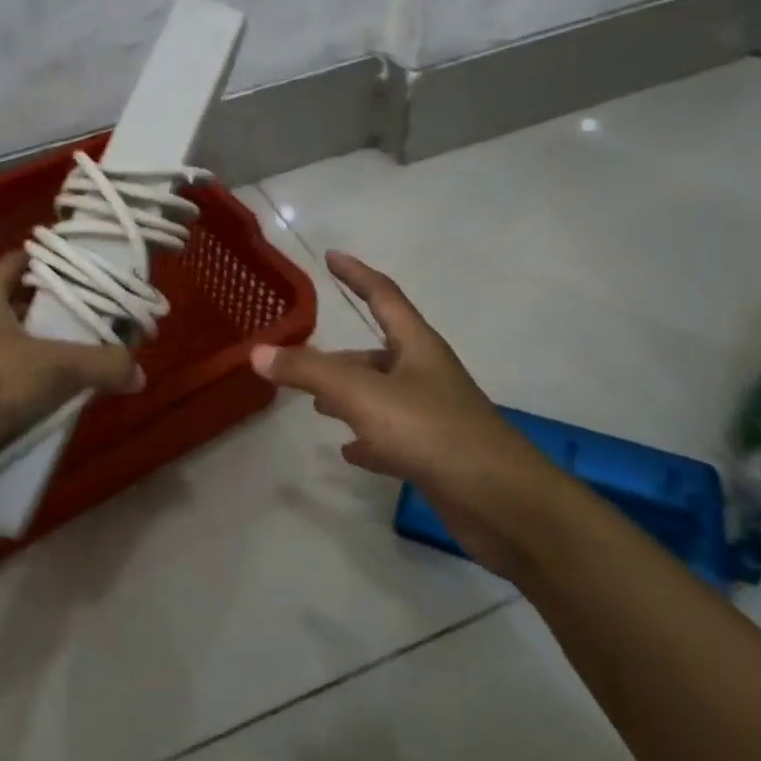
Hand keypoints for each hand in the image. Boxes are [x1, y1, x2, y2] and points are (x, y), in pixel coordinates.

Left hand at [0, 251, 142, 497]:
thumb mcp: (54, 365)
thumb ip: (101, 364)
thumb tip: (138, 372)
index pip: (25, 260)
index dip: (57, 263)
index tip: (93, 272)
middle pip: (26, 304)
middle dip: (62, 313)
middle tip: (103, 321)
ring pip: (19, 346)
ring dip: (50, 354)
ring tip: (92, 361)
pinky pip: (10, 384)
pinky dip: (34, 389)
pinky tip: (63, 400)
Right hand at [250, 250, 563, 576]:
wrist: (502, 504)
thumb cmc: (433, 432)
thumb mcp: (363, 396)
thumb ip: (309, 372)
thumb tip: (258, 352)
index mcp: (417, 346)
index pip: (383, 295)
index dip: (356, 274)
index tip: (332, 256)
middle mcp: (426, 374)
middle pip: (377, 352)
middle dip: (340, 355)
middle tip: (302, 360)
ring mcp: (433, 416)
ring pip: (381, 395)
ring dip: (349, 396)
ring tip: (316, 404)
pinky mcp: (435, 455)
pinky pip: (391, 436)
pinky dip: (367, 438)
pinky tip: (348, 451)